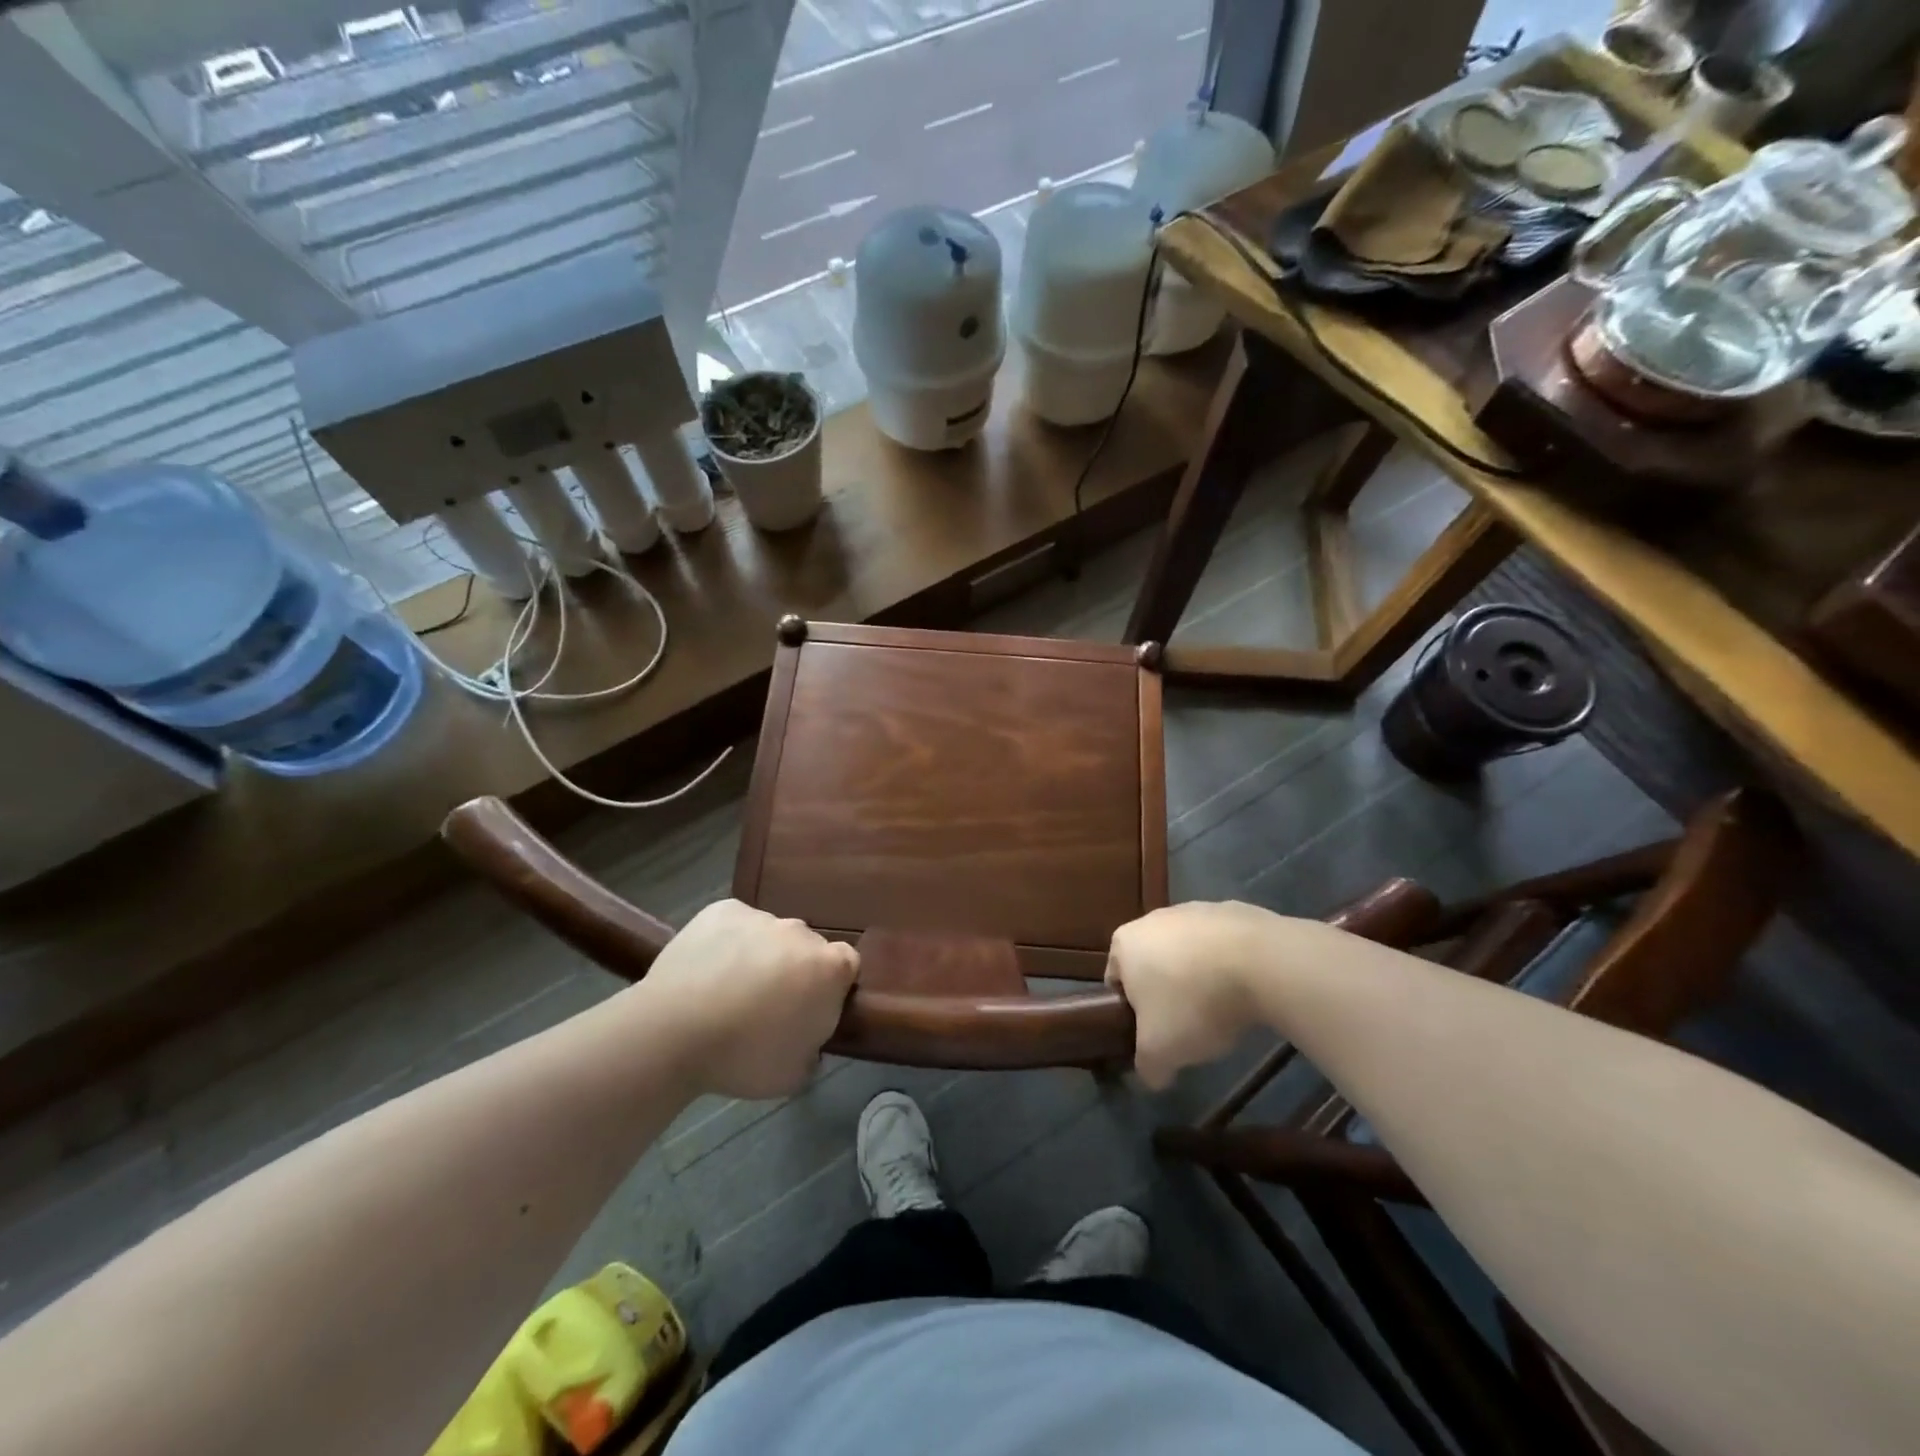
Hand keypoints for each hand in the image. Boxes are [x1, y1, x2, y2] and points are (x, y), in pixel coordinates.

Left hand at [636, 900, 858, 1099]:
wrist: (674, 1031)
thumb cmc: (743, 1057)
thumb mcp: (794, 1074)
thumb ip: (813, 1049)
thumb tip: (808, 1041)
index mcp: (829, 968)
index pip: (847, 965)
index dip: (831, 986)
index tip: (810, 1008)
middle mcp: (801, 932)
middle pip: (807, 947)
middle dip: (794, 970)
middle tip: (767, 1004)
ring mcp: (761, 917)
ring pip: (769, 935)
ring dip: (760, 955)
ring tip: (728, 989)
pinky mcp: (723, 909)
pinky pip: (735, 924)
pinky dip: (727, 941)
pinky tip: (706, 969)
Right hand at [1106, 902, 1279, 1088]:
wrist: (1260, 962)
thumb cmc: (1193, 1002)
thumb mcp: (1161, 1050)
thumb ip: (1147, 1066)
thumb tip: (1153, 1076)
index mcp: (1124, 943)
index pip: (1116, 981)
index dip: (1131, 1013)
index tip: (1153, 1035)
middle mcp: (1153, 919)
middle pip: (1152, 964)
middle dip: (1167, 994)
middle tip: (1187, 1026)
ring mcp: (1194, 910)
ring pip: (1189, 953)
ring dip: (1199, 978)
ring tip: (1223, 1010)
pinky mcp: (1232, 910)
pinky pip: (1223, 946)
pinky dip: (1229, 966)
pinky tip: (1246, 990)